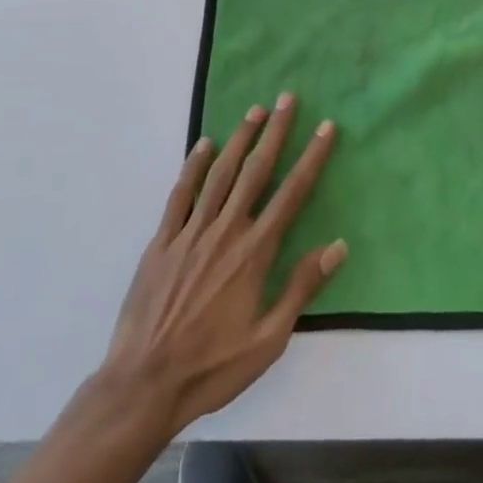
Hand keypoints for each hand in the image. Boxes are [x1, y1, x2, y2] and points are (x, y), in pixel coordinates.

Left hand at [99, 93, 344, 437]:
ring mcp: (190, 232)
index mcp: (254, 252)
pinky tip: (204, 145)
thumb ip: (301, 287)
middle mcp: (225, 230)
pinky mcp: (162, 240)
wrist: (144, 384)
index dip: (311, 157)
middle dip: (274, 132)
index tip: (325, 127)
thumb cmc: (212, 367)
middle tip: (287, 99)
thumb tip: (338, 245)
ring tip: (254, 110)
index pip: (291, 193)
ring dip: (239, 139)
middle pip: (256, 171)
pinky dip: (193, 166)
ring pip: (220, 173)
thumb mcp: (268, 339)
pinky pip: (181, 194)